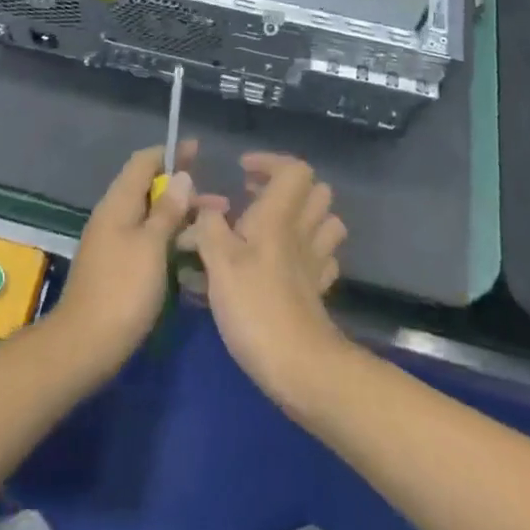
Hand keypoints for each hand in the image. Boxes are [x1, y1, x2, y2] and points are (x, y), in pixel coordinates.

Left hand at [53, 140, 217, 378]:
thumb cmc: (123, 289)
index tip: (198, 151)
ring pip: (150, 216)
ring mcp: (113, 242)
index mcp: (118, 203)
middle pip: (149, 189)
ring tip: (213, 226)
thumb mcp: (152, 246)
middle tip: (219, 200)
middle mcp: (113, 216)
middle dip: (183, 189)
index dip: (170, 153)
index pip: (143, 162)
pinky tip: (191, 252)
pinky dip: (169, 237)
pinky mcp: (117, 266)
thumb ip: (167, 210)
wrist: (85, 345)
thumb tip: (181, 175)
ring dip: (180, 216)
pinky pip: (147, 239)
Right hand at [189, 154, 348, 412]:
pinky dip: (307, 252)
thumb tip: (204, 207)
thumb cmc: (255, 306)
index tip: (242, 172)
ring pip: (325, 222)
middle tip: (253, 198)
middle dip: (287, 187)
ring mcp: (315, 263)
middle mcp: (303, 232)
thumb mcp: (218, 261)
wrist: (301, 367)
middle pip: (317, 191)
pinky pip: (322, 257)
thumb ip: (208, 226)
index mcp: (279, 216)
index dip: (270, 162)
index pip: (294, 169)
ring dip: (303, 216)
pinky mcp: (318, 291)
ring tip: (270, 227)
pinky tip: (285, 263)